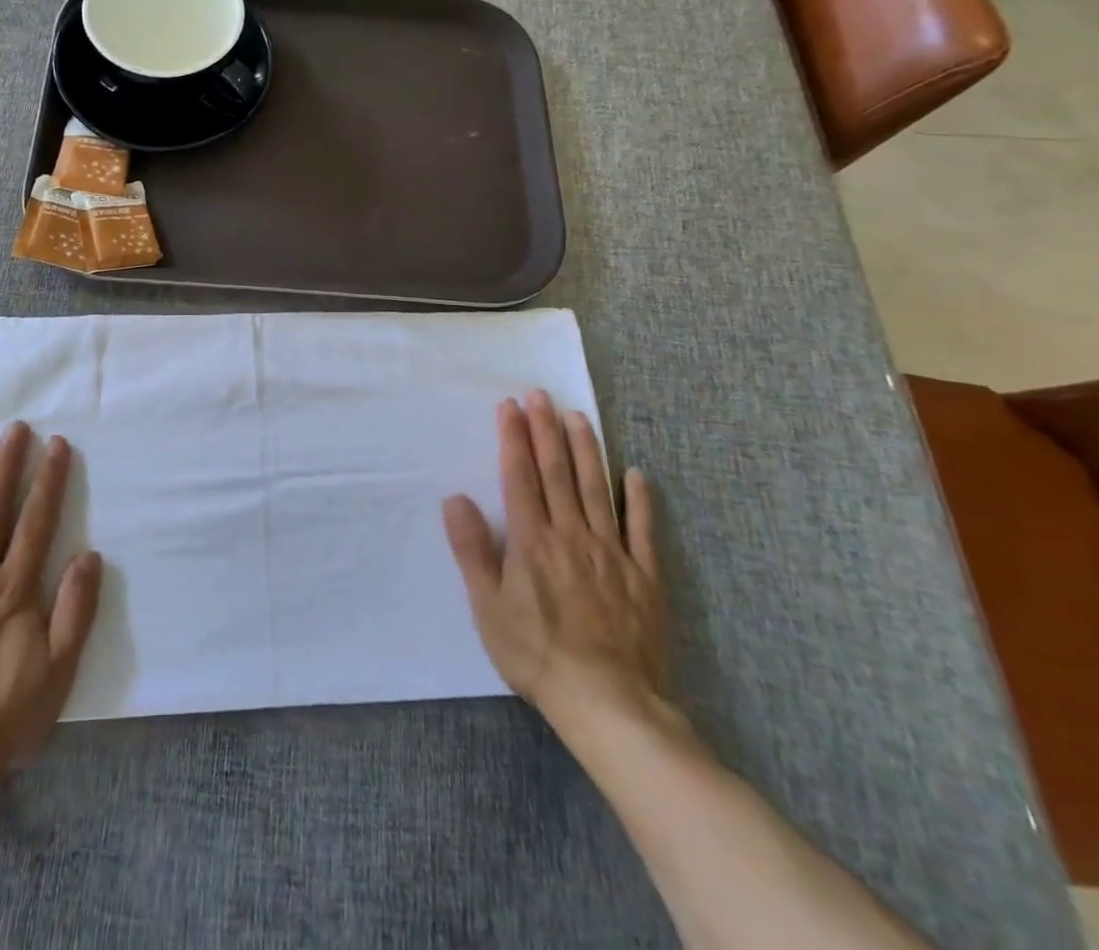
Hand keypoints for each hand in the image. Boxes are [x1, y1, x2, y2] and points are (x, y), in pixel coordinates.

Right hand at [443, 391, 669, 743]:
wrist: (609, 703)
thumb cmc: (536, 654)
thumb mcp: (488, 606)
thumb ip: (472, 550)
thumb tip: (454, 498)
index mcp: (531, 540)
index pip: (520, 476)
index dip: (514, 438)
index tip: (510, 405)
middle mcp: (570, 534)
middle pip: (557, 472)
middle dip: (546, 429)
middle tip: (541, 395)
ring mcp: (611, 552)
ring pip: (596, 489)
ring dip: (586, 449)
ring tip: (579, 417)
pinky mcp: (643, 576)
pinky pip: (642, 530)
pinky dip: (640, 500)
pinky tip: (636, 474)